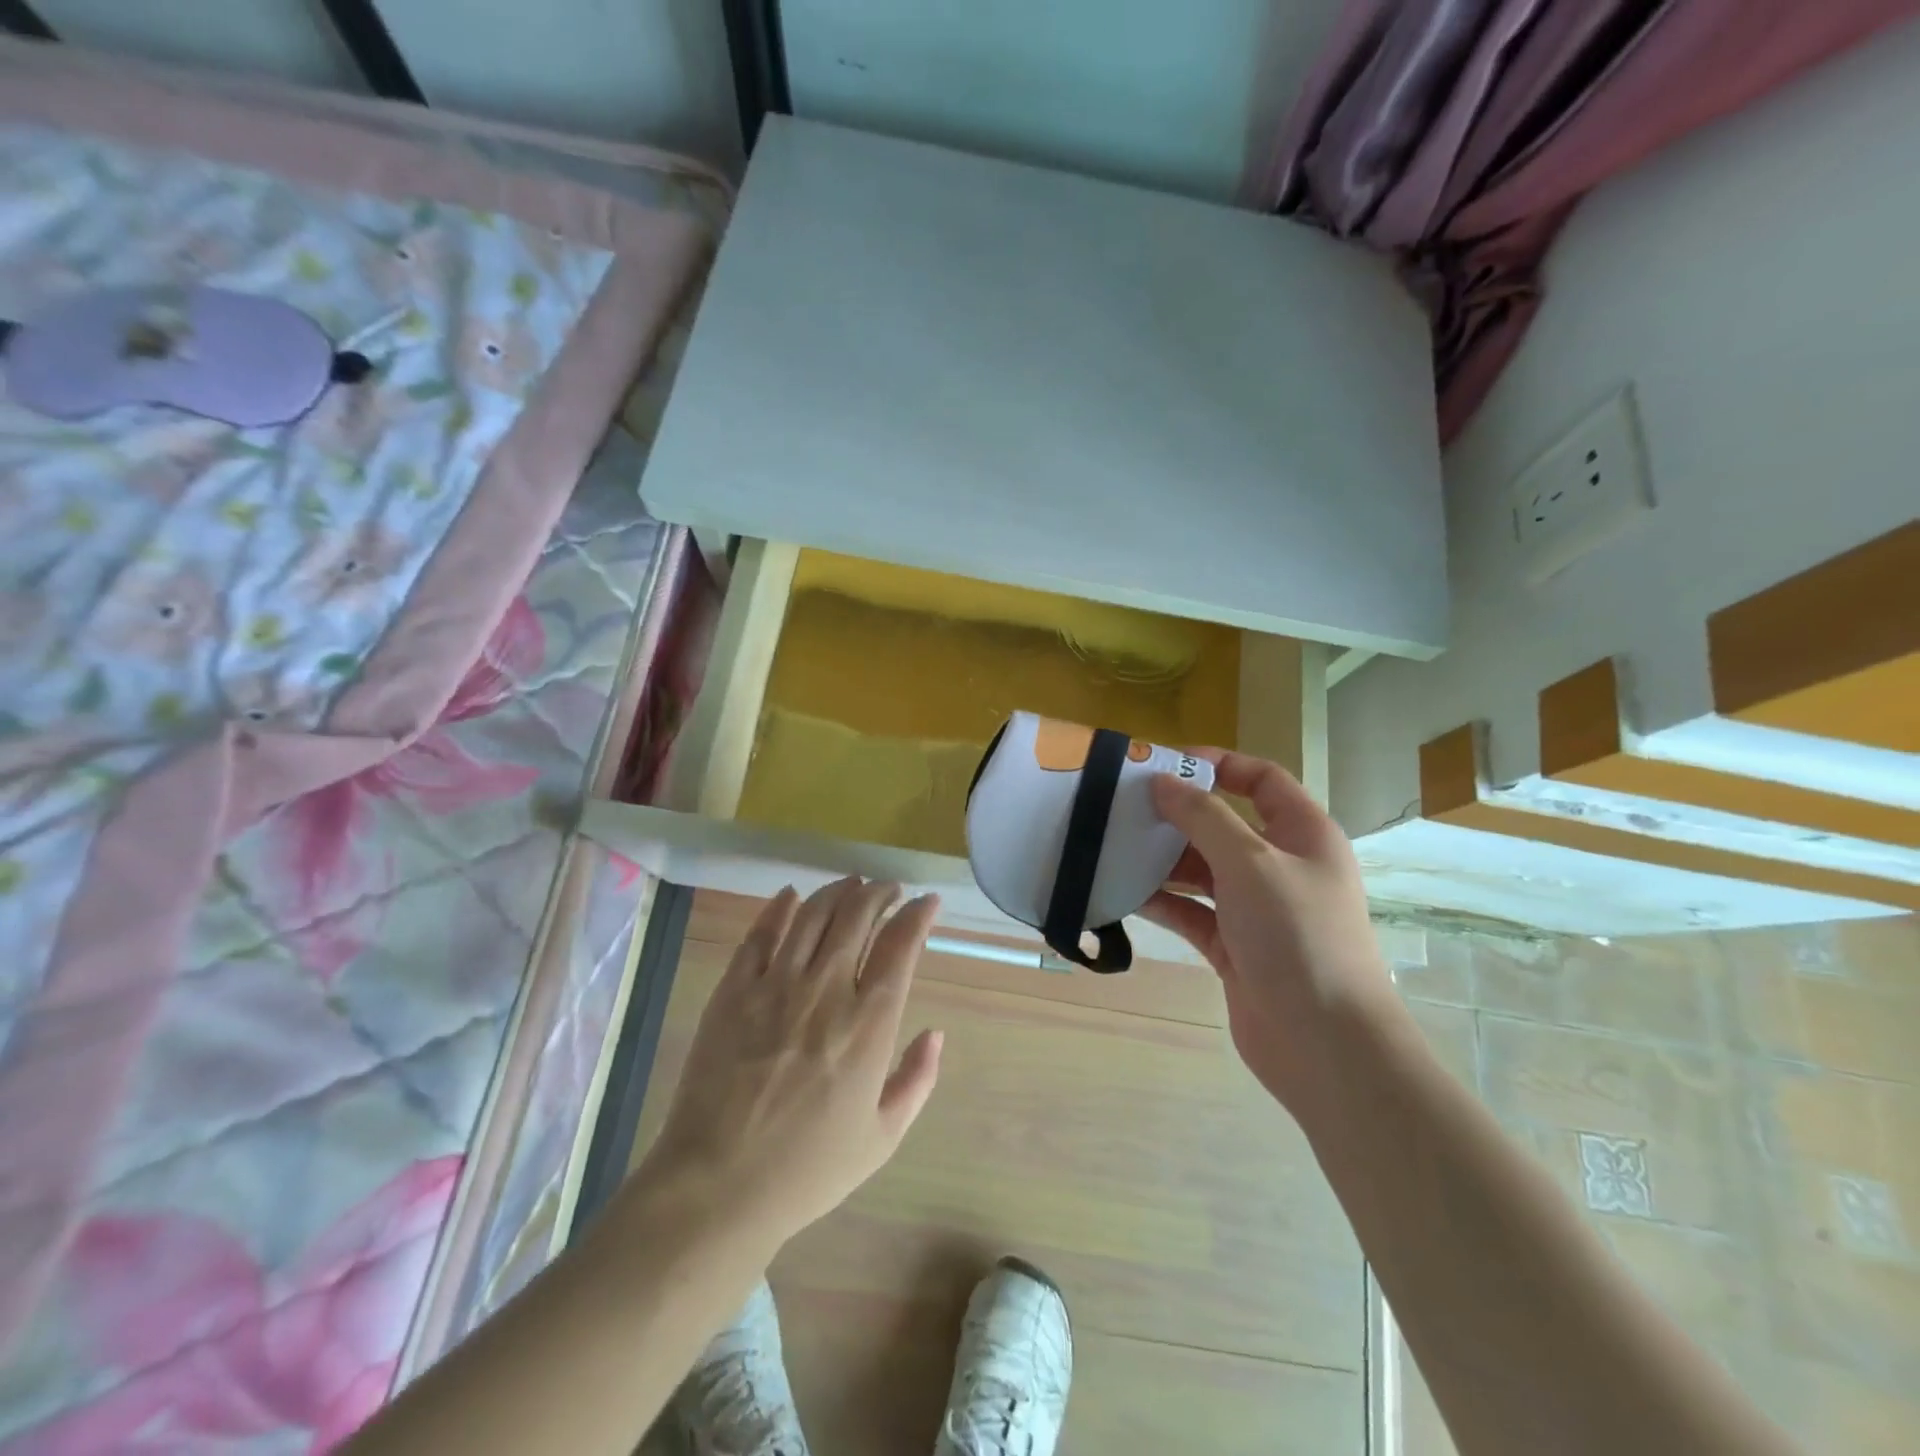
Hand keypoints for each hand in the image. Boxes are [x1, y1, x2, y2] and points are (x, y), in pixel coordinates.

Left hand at [639, 879, 944, 1249]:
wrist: (717, 1187)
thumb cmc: (807, 1169)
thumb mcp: (882, 1138)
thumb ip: (917, 1080)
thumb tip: (936, 1033)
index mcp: (868, 1025)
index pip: (901, 945)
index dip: (918, 914)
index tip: (927, 902)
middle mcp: (826, 991)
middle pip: (858, 916)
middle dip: (880, 892)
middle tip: (889, 889)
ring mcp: (775, 985)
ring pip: (813, 914)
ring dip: (837, 890)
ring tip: (851, 884)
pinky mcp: (734, 990)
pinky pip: (761, 934)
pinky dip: (780, 907)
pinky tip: (791, 896)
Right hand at [1139, 751, 1397, 1111]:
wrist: (1325, 1044)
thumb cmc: (1297, 936)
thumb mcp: (1249, 863)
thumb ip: (1204, 817)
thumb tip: (1164, 781)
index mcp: (1303, 834)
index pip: (1260, 779)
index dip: (1217, 764)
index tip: (1164, 765)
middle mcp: (1281, 865)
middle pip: (1223, 824)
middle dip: (1177, 814)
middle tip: (1123, 807)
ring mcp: (1256, 909)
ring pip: (1202, 869)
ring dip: (1163, 859)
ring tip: (1113, 847)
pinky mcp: (1233, 946)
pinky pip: (1191, 911)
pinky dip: (1162, 901)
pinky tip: (1123, 893)